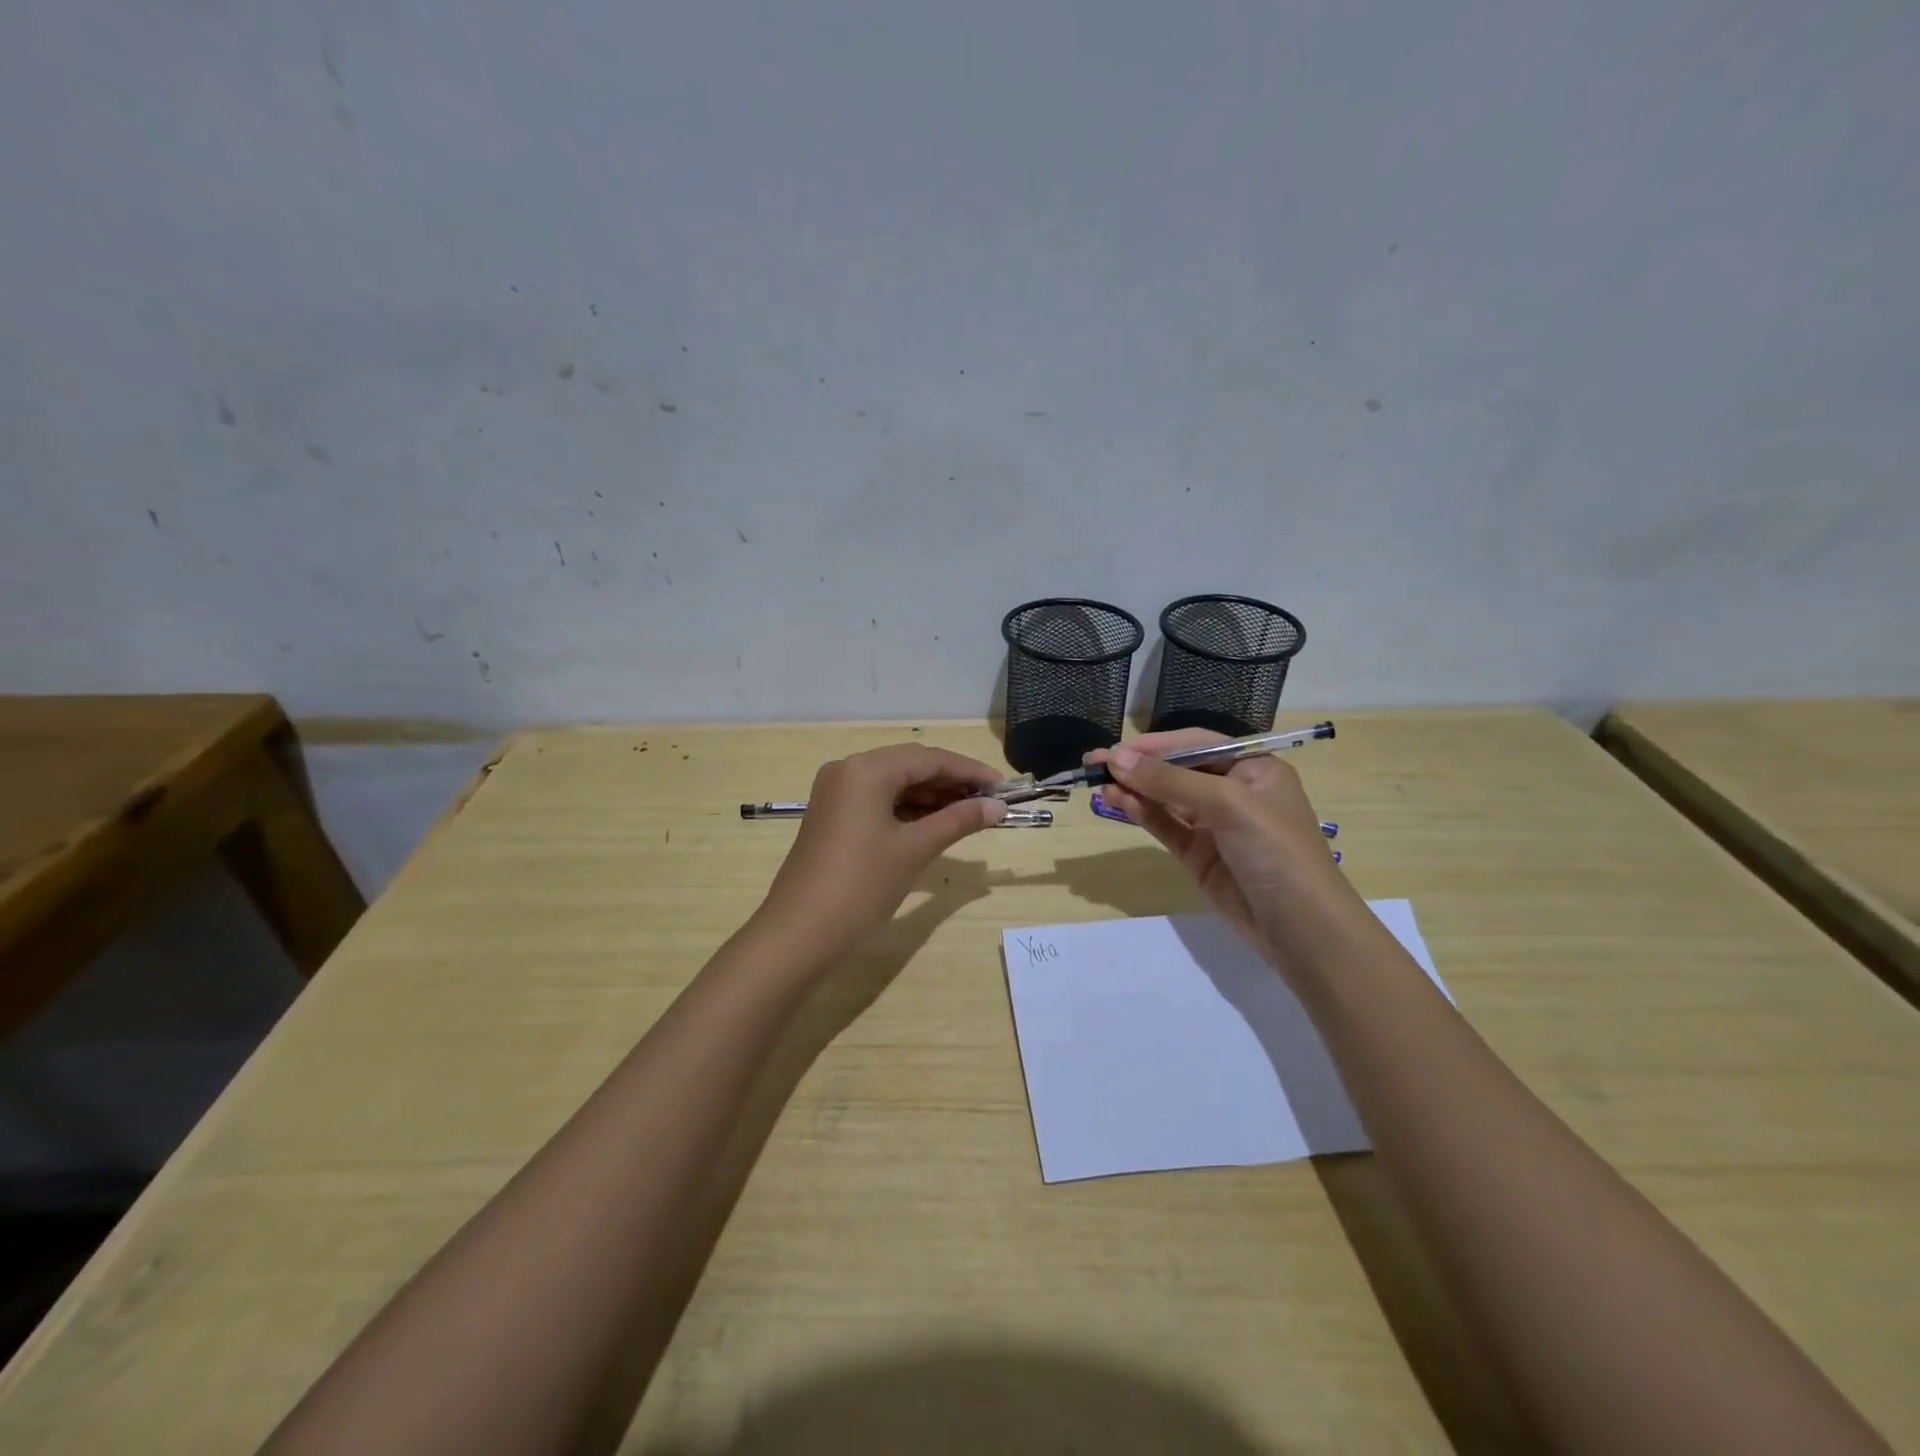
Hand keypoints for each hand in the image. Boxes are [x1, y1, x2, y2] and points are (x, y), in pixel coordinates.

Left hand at [755, 743, 1007, 964]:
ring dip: (932, 797)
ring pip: (895, 784)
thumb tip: (998, 807)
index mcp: (867, 769)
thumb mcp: (915, 849)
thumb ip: (958, 821)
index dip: (970, 772)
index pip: (930, 759)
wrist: (799, 933)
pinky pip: (879, 801)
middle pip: (911, 767)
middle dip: (952, 783)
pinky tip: (935, 824)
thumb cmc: (861, 885)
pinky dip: (908, 811)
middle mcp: (848, 770)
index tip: (1004, 789)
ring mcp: (836, 793)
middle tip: (990, 804)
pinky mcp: (833, 816)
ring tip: (970, 815)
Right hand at [1089, 730, 1358, 968]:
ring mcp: (1216, 826)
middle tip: (1093, 764)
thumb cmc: (1276, 849)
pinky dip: (1142, 814)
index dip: (1154, 744)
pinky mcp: (1200, 856)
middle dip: (1138, 766)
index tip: (1114, 749)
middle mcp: (1234, 791)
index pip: (1196, 743)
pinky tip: (1119, 803)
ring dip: (1135, 790)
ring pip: (1167, 799)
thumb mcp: (1228, 804)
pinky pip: (1166, 826)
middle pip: (1177, 770)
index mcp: (1253, 768)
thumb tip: (1116, 758)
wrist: (1302, 929)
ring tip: (1099, 785)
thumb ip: (1170, 781)